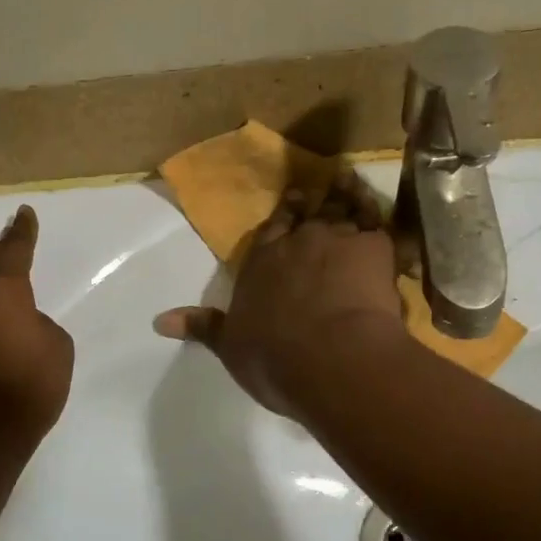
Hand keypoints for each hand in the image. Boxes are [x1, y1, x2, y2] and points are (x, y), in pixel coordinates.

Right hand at [154, 183, 405, 417]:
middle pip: (306, 216)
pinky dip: (379, 213)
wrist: (329, 358)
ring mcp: (336, 241)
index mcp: (260, 264)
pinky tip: (383, 209)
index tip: (291, 199)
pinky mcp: (373, 248)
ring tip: (349, 183)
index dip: (282, 215)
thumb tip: (158, 321)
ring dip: (346, 196)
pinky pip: (378, 223)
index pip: (270, 231)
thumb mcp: (229, 346)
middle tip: (320, 186)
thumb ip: (201, 327)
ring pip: (342, 210)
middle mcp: (296, 244)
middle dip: (312, 202)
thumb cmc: (273, 358)